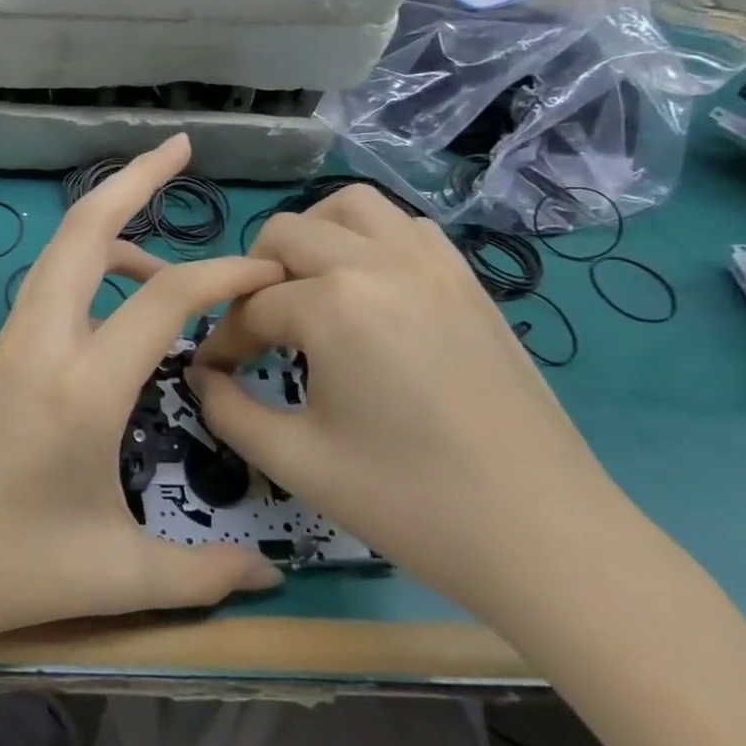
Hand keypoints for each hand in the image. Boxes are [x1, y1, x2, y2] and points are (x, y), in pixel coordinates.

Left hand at [0, 136, 285, 652]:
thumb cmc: (8, 571)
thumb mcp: (116, 576)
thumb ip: (203, 576)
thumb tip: (269, 579)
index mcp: (80, 385)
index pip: (166, 297)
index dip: (226, 272)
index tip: (268, 271)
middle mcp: (39, 343)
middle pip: (83, 230)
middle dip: (132, 179)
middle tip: (178, 149)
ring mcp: (6, 343)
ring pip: (59, 255)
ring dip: (111, 232)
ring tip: (166, 267)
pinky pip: (45, 291)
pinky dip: (87, 273)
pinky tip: (113, 317)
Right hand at [189, 184, 640, 627]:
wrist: (545, 538)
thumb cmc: (408, 501)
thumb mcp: (294, 460)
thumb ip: (226, 408)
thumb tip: (201, 374)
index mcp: (334, 304)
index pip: (251, 306)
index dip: (223, 341)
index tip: (216, 374)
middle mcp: (380, 263)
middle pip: (287, 234)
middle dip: (255, 277)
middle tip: (257, 332)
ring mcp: (433, 265)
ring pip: (350, 207)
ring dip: (313, 238)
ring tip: (307, 292)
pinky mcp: (469, 281)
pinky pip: (406, 227)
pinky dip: (370, 240)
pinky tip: (368, 293)